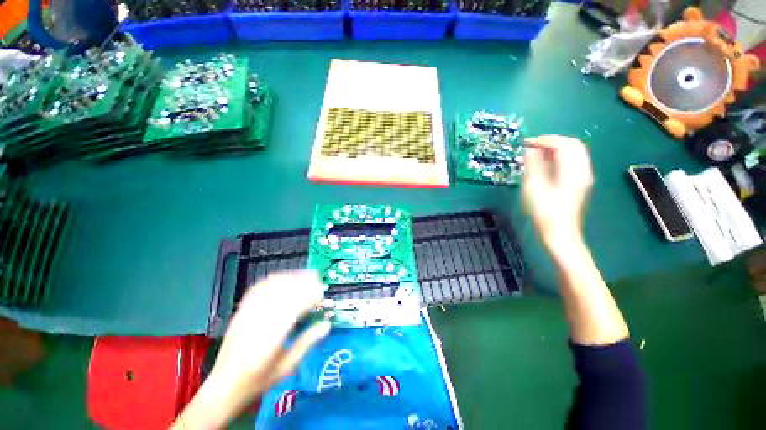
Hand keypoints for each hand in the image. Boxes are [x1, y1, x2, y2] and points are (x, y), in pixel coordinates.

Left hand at [174, 271, 330, 428]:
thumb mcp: (287, 366)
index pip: (295, 308)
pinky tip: (284, 278)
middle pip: (284, 292)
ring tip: (306, 276)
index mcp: (271, 338)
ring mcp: (247, 314)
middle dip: (304, 283)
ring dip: (291, 278)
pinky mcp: (241, 310)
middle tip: (318, 282)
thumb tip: (327, 324)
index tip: (323, 295)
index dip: (310, 297)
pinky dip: (274, 279)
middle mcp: (258, 321)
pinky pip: (258, 288)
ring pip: (272, 287)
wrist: (223, 387)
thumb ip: (308, 342)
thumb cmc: (258, 381)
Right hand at [523, 136, 593, 247]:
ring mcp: (583, 177)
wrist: (560, 233)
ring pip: (574, 152)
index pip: (563, 144)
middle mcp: (582, 170)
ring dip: (557, 148)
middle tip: (533, 145)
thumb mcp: (534, 188)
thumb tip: (530, 149)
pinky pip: (573, 161)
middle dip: (553, 141)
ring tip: (538, 152)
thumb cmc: (544, 213)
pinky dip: (560, 157)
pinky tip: (547, 163)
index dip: (545, 140)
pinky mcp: (579, 183)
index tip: (528, 142)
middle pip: (573, 145)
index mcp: (572, 172)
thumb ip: (533, 166)